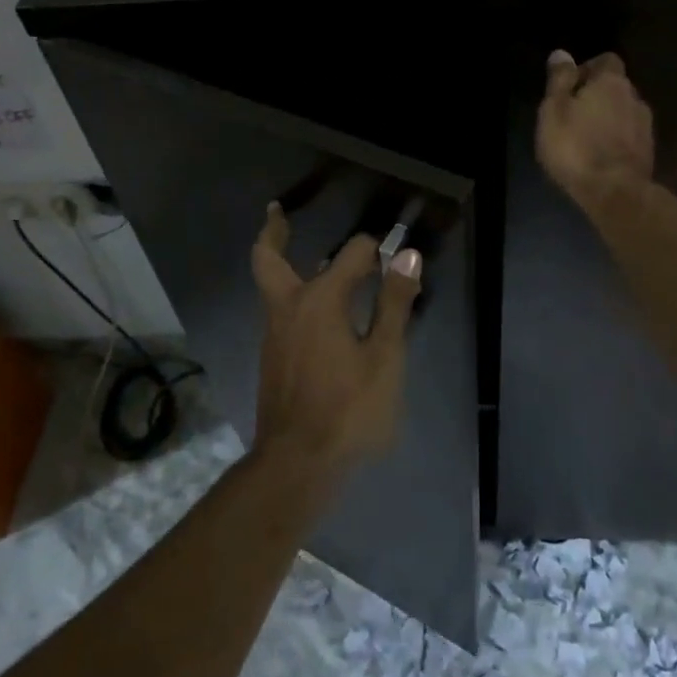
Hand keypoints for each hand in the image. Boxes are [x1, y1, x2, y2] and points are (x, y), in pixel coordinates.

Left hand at [250, 202, 422, 468]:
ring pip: (272, 285)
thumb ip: (394, 303)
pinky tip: (317, 313)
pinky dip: (292, 295)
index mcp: (320, 300)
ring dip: (284, 263)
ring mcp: (274, 333)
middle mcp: (288, 307)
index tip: (395, 259)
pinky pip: (280, 311)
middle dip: (274, 232)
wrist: (296, 464)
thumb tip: (406, 255)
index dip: (376, 250)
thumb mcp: (384, 357)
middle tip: (278, 211)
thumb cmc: (347, 409)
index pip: (352, 253)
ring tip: (307, 256)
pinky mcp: (272, 357)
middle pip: (269, 258)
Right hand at [536, 49, 654, 211]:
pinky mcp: (649, 152)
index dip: (588, 68)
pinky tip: (600, 154)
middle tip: (573, 113)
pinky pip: (629, 135)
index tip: (570, 86)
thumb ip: (559, 80)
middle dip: (597, 95)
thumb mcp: (554, 110)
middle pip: (616, 87)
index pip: (607, 60)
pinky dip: (616, 138)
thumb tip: (562, 53)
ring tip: (585, 137)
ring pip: (624, 112)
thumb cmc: (576, 147)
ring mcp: (646, 126)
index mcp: (612, 82)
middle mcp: (635, 97)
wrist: (615, 193)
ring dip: (608, 118)